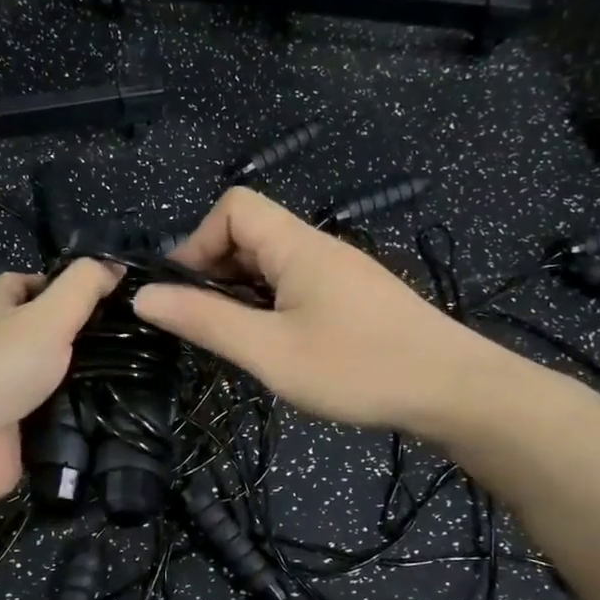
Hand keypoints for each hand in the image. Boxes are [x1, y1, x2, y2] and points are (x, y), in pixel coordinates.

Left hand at [0, 260, 120, 517]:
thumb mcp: (46, 316)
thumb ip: (82, 288)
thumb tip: (115, 266)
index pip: (22, 285)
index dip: (59, 282)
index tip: (106, 292)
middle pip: (42, 334)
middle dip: (83, 335)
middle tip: (136, 337)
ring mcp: (4, 395)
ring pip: (53, 380)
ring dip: (88, 380)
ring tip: (142, 375)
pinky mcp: (14, 435)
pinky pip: (54, 421)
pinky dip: (80, 419)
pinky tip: (121, 415)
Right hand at [132, 188, 503, 433]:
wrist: (456, 391)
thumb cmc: (358, 368)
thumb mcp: (269, 351)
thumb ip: (205, 321)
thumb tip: (143, 296)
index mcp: (297, 246)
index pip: (235, 207)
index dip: (199, 240)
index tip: (186, 292)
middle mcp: (318, 248)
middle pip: (250, 233)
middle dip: (215, 271)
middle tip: (206, 325)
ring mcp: (340, 273)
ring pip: (272, 264)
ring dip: (242, 293)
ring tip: (238, 340)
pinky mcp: (353, 298)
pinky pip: (296, 285)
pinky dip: (270, 305)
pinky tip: (276, 345)